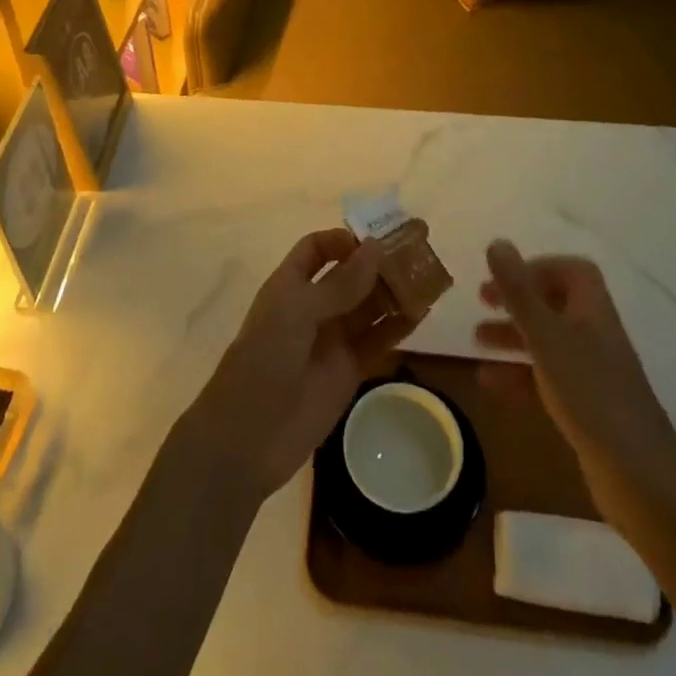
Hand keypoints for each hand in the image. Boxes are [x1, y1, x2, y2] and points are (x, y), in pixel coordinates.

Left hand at [188, 229, 402, 502]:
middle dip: (379, 262)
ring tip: (427, 278)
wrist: (248, 437)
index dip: (344, 240)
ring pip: (369, 306)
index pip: (317, 249)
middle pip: (350, 275)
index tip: (376, 238)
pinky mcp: (349, 370)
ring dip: (394, 291)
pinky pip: (378, 341)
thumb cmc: (264, 360)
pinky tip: (422, 313)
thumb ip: (340, 284)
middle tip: (417, 250)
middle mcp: (313, 307)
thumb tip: (376, 247)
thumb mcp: (297, 312)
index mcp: (290, 285)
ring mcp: (332, 339)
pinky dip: (398, 326)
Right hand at [477, 240, 675, 524]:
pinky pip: (547, 378)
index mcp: (593, 311)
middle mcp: (595, 335)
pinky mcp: (586, 408)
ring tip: (475, 340)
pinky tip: (489, 382)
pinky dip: (518, 375)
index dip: (539, 267)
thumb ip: (519, 291)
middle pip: (556, 304)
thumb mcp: (546, 337)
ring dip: (513, 337)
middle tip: (482, 301)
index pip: (573, 271)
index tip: (504, 276)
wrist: (638, 477)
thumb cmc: (590, 394)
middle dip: (518, 300)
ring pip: (548, 342)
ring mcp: (593, 374)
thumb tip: (497, 242)